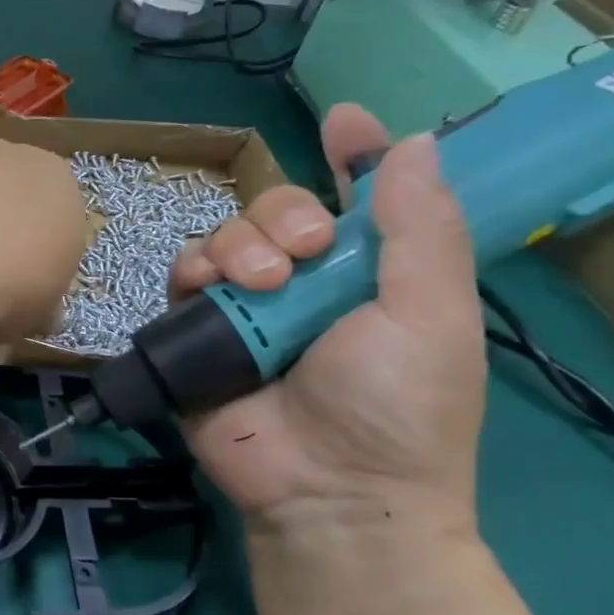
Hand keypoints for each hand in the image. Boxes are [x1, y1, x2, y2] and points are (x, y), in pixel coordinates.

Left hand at [0, 105, 87, 339]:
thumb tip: (43, 314)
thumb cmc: (7, 293)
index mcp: (59, 188)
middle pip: (11, 163)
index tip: (23, 266)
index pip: (56, 201)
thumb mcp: (39, 312)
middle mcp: (15, 156)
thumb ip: (42, 303)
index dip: (39, 233)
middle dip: (0, 190)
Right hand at [172, 105, 485, 532]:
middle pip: (277, 209)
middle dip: (284, 213)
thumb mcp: (431, 317)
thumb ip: (421, 232)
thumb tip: (414, 144)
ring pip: (225, 234)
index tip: (345, 122)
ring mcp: (247, 306)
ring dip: (240, 243)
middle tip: (306, 249)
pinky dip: (192, 270)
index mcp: (369, 274)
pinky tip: (210, 288)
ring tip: (261, 284)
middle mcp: (305, 282)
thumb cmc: (398, 408)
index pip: (359, 199)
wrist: (328, 492)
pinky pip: (182, 276)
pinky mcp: (198, 330)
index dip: (353, 156)